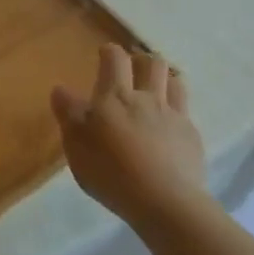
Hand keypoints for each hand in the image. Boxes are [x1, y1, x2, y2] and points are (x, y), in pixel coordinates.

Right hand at [51, 44, 209, 227]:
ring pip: (174, 82)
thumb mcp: (75, 144)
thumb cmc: (110, 171)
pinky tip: (169, 125)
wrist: (164, 202)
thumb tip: (61, 89)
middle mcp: (147, 98)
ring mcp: (174, 116)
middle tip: (132, 68)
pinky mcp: (192, 137)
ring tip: (155, 88)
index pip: (114, 60)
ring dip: (164, 78)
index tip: (104, 53)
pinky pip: (185, 112)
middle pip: (152, 64)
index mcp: (114, 97)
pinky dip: (176, 109)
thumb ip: (68, 113)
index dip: (110, 52)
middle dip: (141, 60)